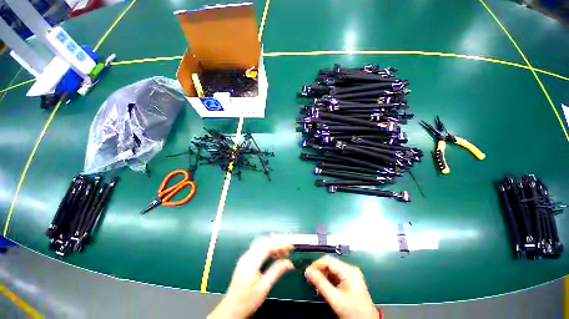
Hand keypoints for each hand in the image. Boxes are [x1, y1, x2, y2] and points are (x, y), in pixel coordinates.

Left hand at [208, 239, 293, 318]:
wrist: (230, 310)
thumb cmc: (247, 301)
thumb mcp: (264, 287)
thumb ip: (276, 272)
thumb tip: (290, 263)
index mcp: (251, 261)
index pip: (267, 246)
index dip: (280, 245)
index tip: (290, 247)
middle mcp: (247, 256)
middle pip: (264, 242)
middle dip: (276, 243)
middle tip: (287, 251)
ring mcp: (245, 258)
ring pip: (260, 244)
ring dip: (272, 246)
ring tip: (282, 254)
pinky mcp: (245, 261)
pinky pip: (258, 249)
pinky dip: (267, 250)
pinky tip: (273, 256)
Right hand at [305, 255, 376, 318]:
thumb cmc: (353, 312)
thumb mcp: (335, 299)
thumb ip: (321, 283)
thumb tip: (307, 271)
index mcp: (348, 270)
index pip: (328, 260)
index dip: (316, 265)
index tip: (306, 273)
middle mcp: (350, 269)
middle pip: (330, 264)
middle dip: (319, 271)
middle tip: (310, 281)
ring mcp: (351, 274)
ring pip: (332, 270)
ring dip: (323, 276)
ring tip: (317, 287)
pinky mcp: (351, 280)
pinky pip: (336, 276)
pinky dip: (329, 281)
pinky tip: (324, 288)